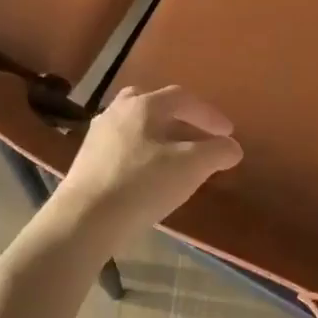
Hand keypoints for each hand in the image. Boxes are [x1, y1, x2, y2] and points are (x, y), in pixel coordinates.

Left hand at [49, 86, 242, 252]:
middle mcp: (117, 111)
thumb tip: (232, 147)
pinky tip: (148, 175)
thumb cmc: (142, 184)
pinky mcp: (86, 160)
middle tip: (197, 138)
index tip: (228, 133)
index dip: (209, 114)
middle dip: (179, 119)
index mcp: (143, 105)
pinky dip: (141, 153)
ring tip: (175, 159)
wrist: (86, 218)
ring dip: (159, 136)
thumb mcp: (190, 167)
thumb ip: (216, 152)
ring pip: (134, 125)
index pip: (183, 99)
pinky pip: (121, 147)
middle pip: (153, 105)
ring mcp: (98, 135)